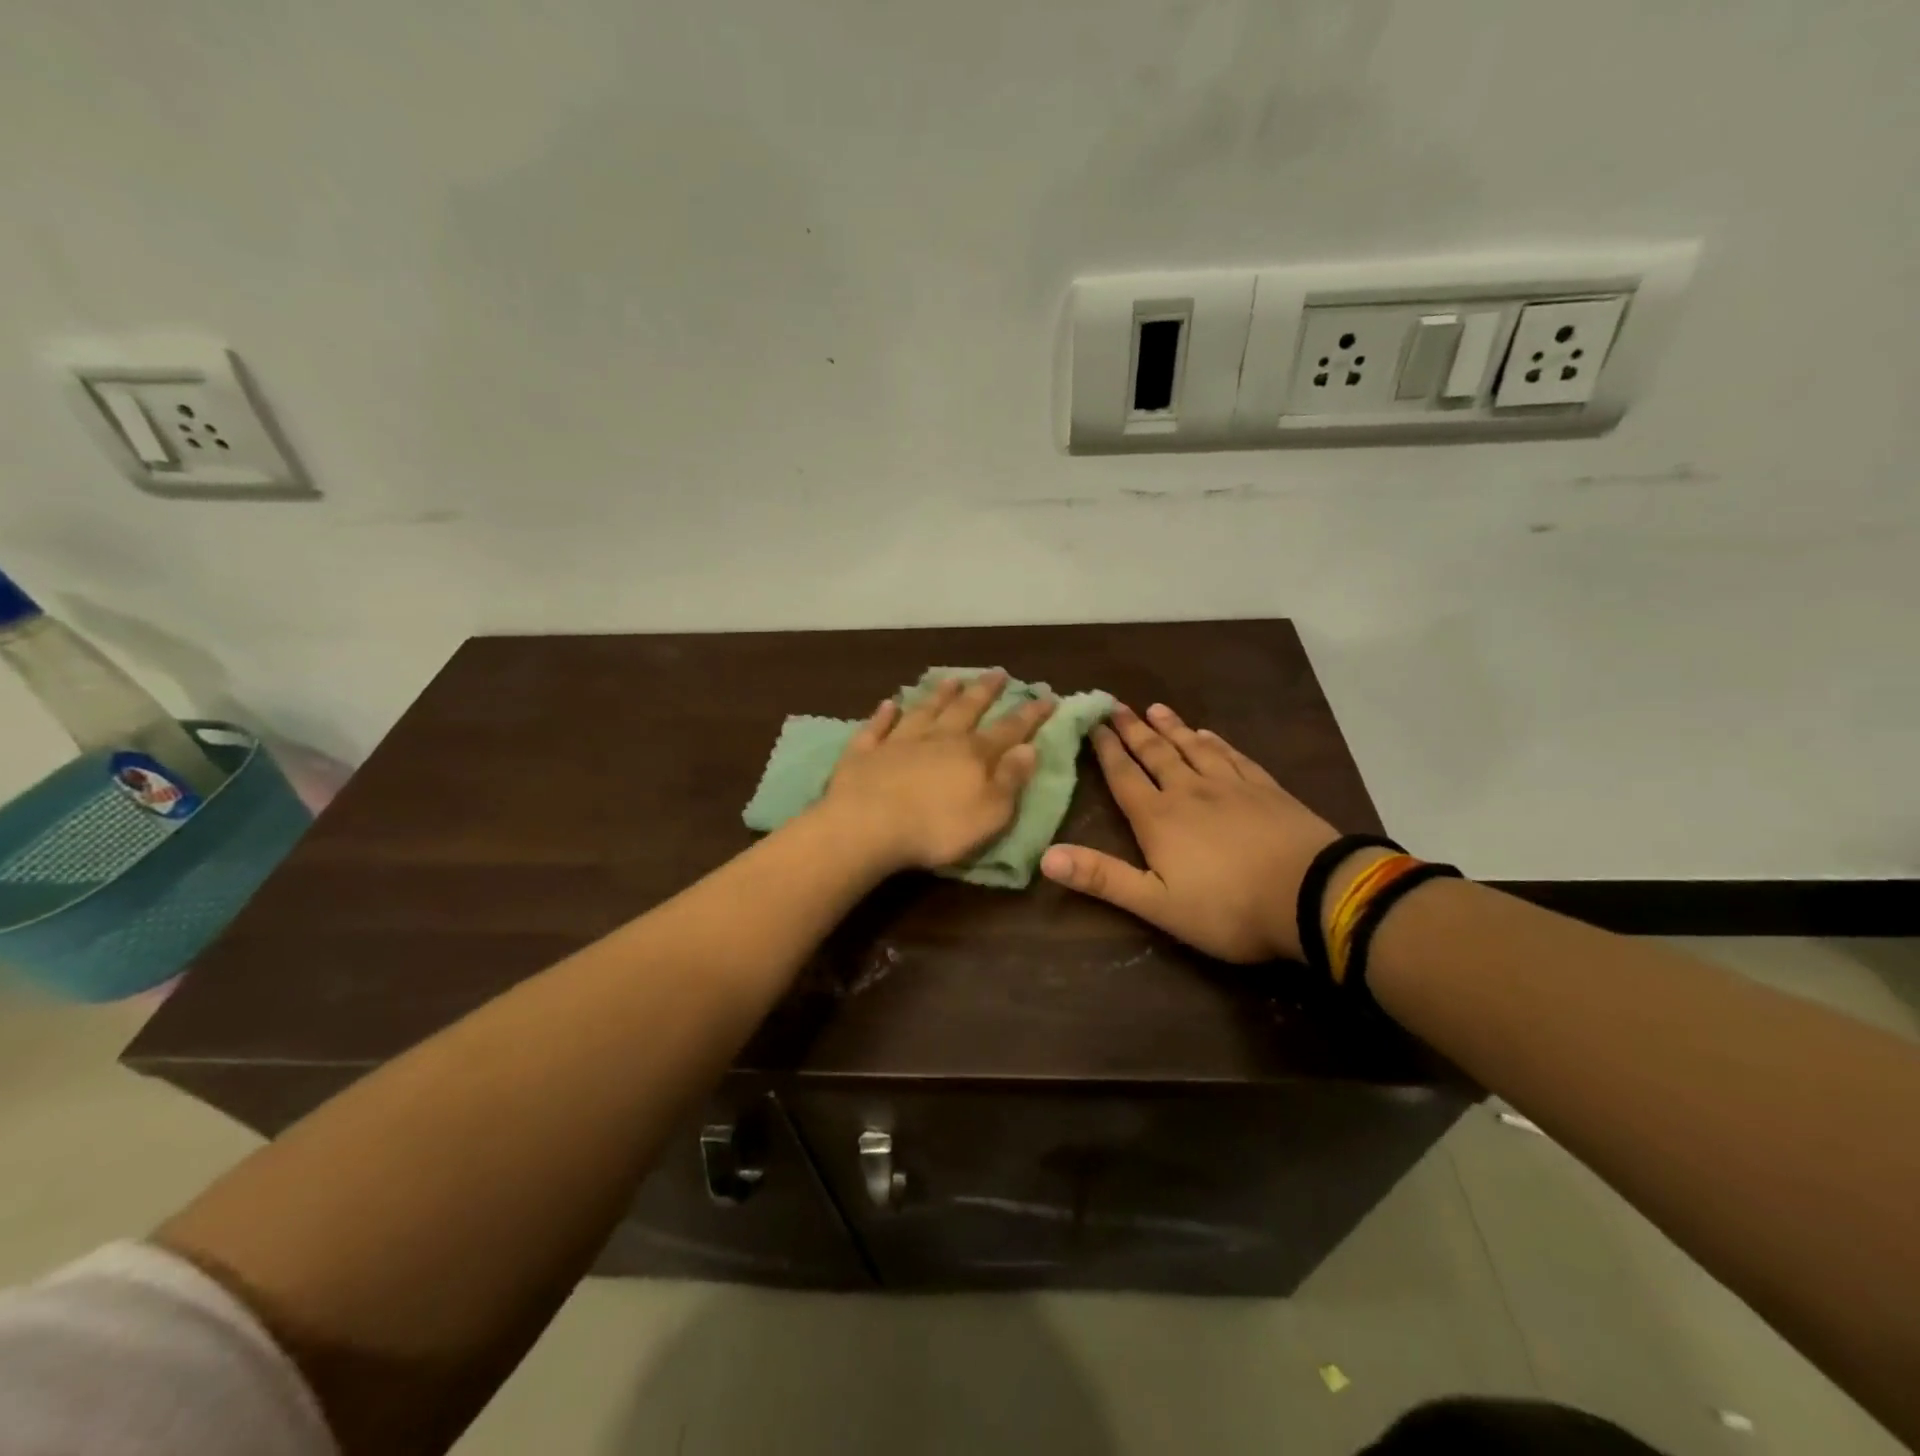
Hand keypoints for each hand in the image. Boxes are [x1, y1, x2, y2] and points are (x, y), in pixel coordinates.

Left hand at [822, 670, 1054, 873]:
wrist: (866, 826)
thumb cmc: (936, 828)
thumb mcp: (989, 813)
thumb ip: (1010, 780)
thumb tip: (1029, 749)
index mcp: (973, 755)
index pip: (1009, 729)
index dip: (1030, 714)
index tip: (1047, 696)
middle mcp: (938, 739)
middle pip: (966, 709)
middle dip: (985, 691)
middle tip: (998, 672)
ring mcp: (898, 742)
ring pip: (924, 710)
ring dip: (939, 694)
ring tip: (952, 679)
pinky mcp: (865, 752)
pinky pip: (877, 727)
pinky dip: (884, 715)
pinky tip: (888, 704)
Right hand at [1040, 703, 1337, 961]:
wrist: (1312, 895)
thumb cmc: (1227, 907)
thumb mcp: (1156, 903)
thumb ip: (1102, 877)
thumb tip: (1046, 856)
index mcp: (1159, 818)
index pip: (1124, 776)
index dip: (1106, 750)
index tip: (1093, 723)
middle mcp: (1190, 791)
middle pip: (1155, 754)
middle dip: (1133, 730)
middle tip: (1116, 705)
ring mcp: (1232, 786)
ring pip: (1193, 747)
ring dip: (1171, 728)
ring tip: (1155, 708)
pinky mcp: (1266, 789)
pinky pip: (1233, 756)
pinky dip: (1216, 742)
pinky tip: (1210, 734)